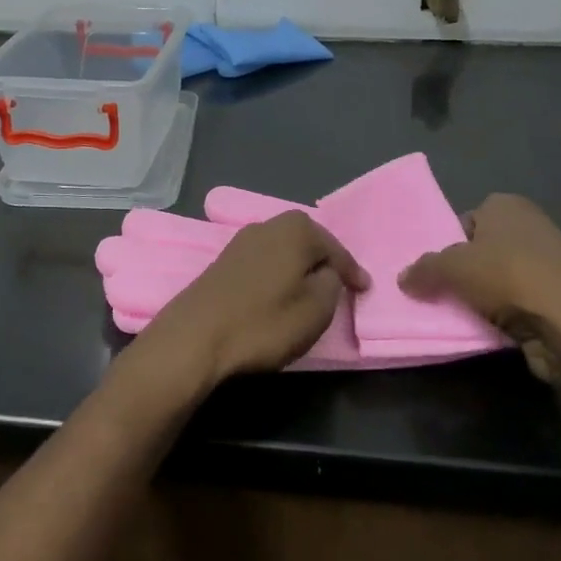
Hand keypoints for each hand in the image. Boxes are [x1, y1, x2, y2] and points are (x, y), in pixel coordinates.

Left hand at [141, 212, 368, 381]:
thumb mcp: (316, 309)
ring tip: (312, 290)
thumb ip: (332, 284)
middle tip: (341, 285)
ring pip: (283, 250)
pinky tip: (280, 291)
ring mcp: (241, 240)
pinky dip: (277, 274)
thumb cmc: (263, 322)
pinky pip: (264, 261)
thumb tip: (327, 272)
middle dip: (324, 261)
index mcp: (296, 229)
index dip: (352, 271)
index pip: (335, 248)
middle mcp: (268, 224)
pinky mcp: (223, 260)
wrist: (196, 335)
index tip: (364, 289)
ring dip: (299, 267)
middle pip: (307, 241)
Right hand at [398, 194, 560, 386]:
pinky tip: (488, 332)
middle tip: (438, 294)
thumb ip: (424, 269)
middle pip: (482, 251)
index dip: (447, 243)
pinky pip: (519, 307)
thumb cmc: (509, 276)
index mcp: (506, 205)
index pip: (465, 220)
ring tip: (459, 317)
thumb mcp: (451, 267)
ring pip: (500, 281)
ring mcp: (550, 265)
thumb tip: (403, 278)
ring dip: (483, 299)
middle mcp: (531, 227)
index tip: (433, 269)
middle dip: (464, 273)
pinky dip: (504, 319)